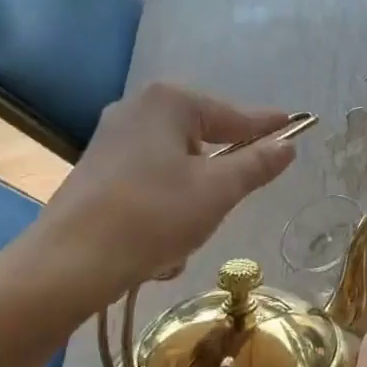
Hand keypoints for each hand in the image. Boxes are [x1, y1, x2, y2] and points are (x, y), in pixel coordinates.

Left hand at [33, 83, 295, 310]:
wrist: (68, 264)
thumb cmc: (153, 216)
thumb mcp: (218, 191)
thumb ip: (257, 164)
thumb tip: (287, 145)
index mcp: (169, 103)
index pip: (235, 115)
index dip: (268, 126)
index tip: (297, 126)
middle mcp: (138, 110)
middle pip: (204, 140)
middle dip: (219, 179)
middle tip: (229, 205)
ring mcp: (113, 140)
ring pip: (179, 169)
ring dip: (191, 204)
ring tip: (184, 238)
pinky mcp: (98, 171)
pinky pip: (152, 185)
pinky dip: (163, 211)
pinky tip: (157, 246)